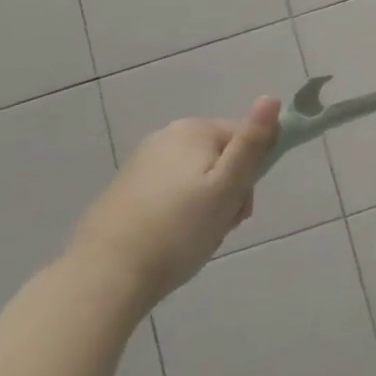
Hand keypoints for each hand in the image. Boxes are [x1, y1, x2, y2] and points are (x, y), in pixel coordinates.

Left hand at [68, 96, 280, 307]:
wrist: (103, 278)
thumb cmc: (178, 229)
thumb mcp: (228, 186)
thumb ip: (252, 142)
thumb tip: (272, 97)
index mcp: (194, 130)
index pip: (246, 138)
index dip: (252, 173)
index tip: (241, 208)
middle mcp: (165, 137)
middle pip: (221, 158)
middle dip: (228, 192)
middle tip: (221, 226)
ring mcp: (141, 164)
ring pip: (196, 179)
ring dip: (206, 206)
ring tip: (197, 239)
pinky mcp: (124, 192)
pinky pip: (170, 195)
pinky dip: (179, 214)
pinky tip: (172, 242)